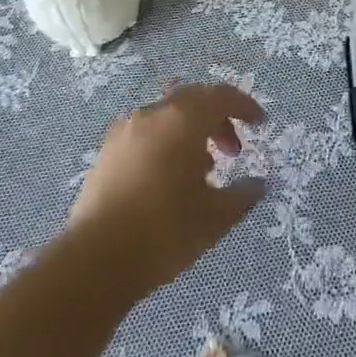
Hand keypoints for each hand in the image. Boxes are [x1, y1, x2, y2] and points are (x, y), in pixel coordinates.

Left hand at [69, 82, 267, 295]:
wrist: (95, 260)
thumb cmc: (165, 231)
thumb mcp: (215, 218)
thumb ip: (243, 196)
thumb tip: (259, 185)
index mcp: (183, 119)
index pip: (222, 96)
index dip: (245, 106)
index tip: (260, 124)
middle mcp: (154, 113)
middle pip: (194, 100)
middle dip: (218, 119)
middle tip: (233, 151)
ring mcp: (126, 130)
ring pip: (168, 116)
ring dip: (191, 132)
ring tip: (202, 170)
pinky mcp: (107, 151)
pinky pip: (146, 133)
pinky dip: (166, 143)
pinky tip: (169, 180)